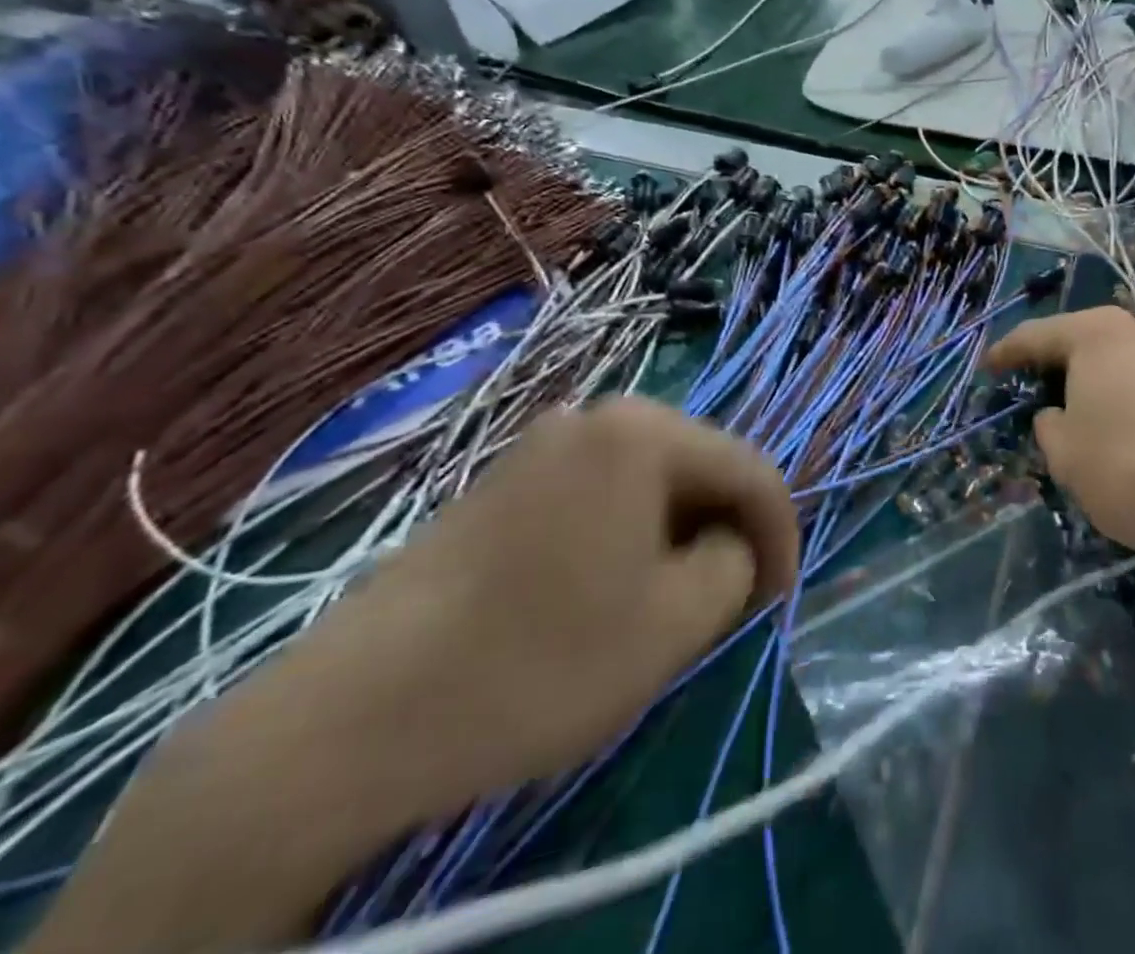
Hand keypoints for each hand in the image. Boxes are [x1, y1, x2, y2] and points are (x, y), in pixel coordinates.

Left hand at [217, 399, 798, 826]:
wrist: (351, 719)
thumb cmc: (541, 661)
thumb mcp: (678, 620)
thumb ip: (737, 563)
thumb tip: (730, 545)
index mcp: (644, 430)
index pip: (750, 469)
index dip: (782, 533)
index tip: (780, 599)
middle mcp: (596, 414)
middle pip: (699, 466)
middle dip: (727, 532)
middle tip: (733, 601)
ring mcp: (542, 443)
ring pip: (649, 482)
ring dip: (680, 535)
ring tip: (678, 601)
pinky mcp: (503, 482)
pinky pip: (600, 494)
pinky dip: (629, 535)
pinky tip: (613, 590)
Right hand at [986, 308, 1134, 577]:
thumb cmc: (1131, 468)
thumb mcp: (1066, 455)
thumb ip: (1050, 427)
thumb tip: (1059, 414)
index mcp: (1099, 334)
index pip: (1039, 336)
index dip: (1008, 352)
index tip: (988, 366)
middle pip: (1086, 340)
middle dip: (1059, 363)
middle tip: (1035, 388)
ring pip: (1123, 362)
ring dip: (1098, 384)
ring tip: (1083, 417)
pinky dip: (1131, 400)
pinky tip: (1129, 434)